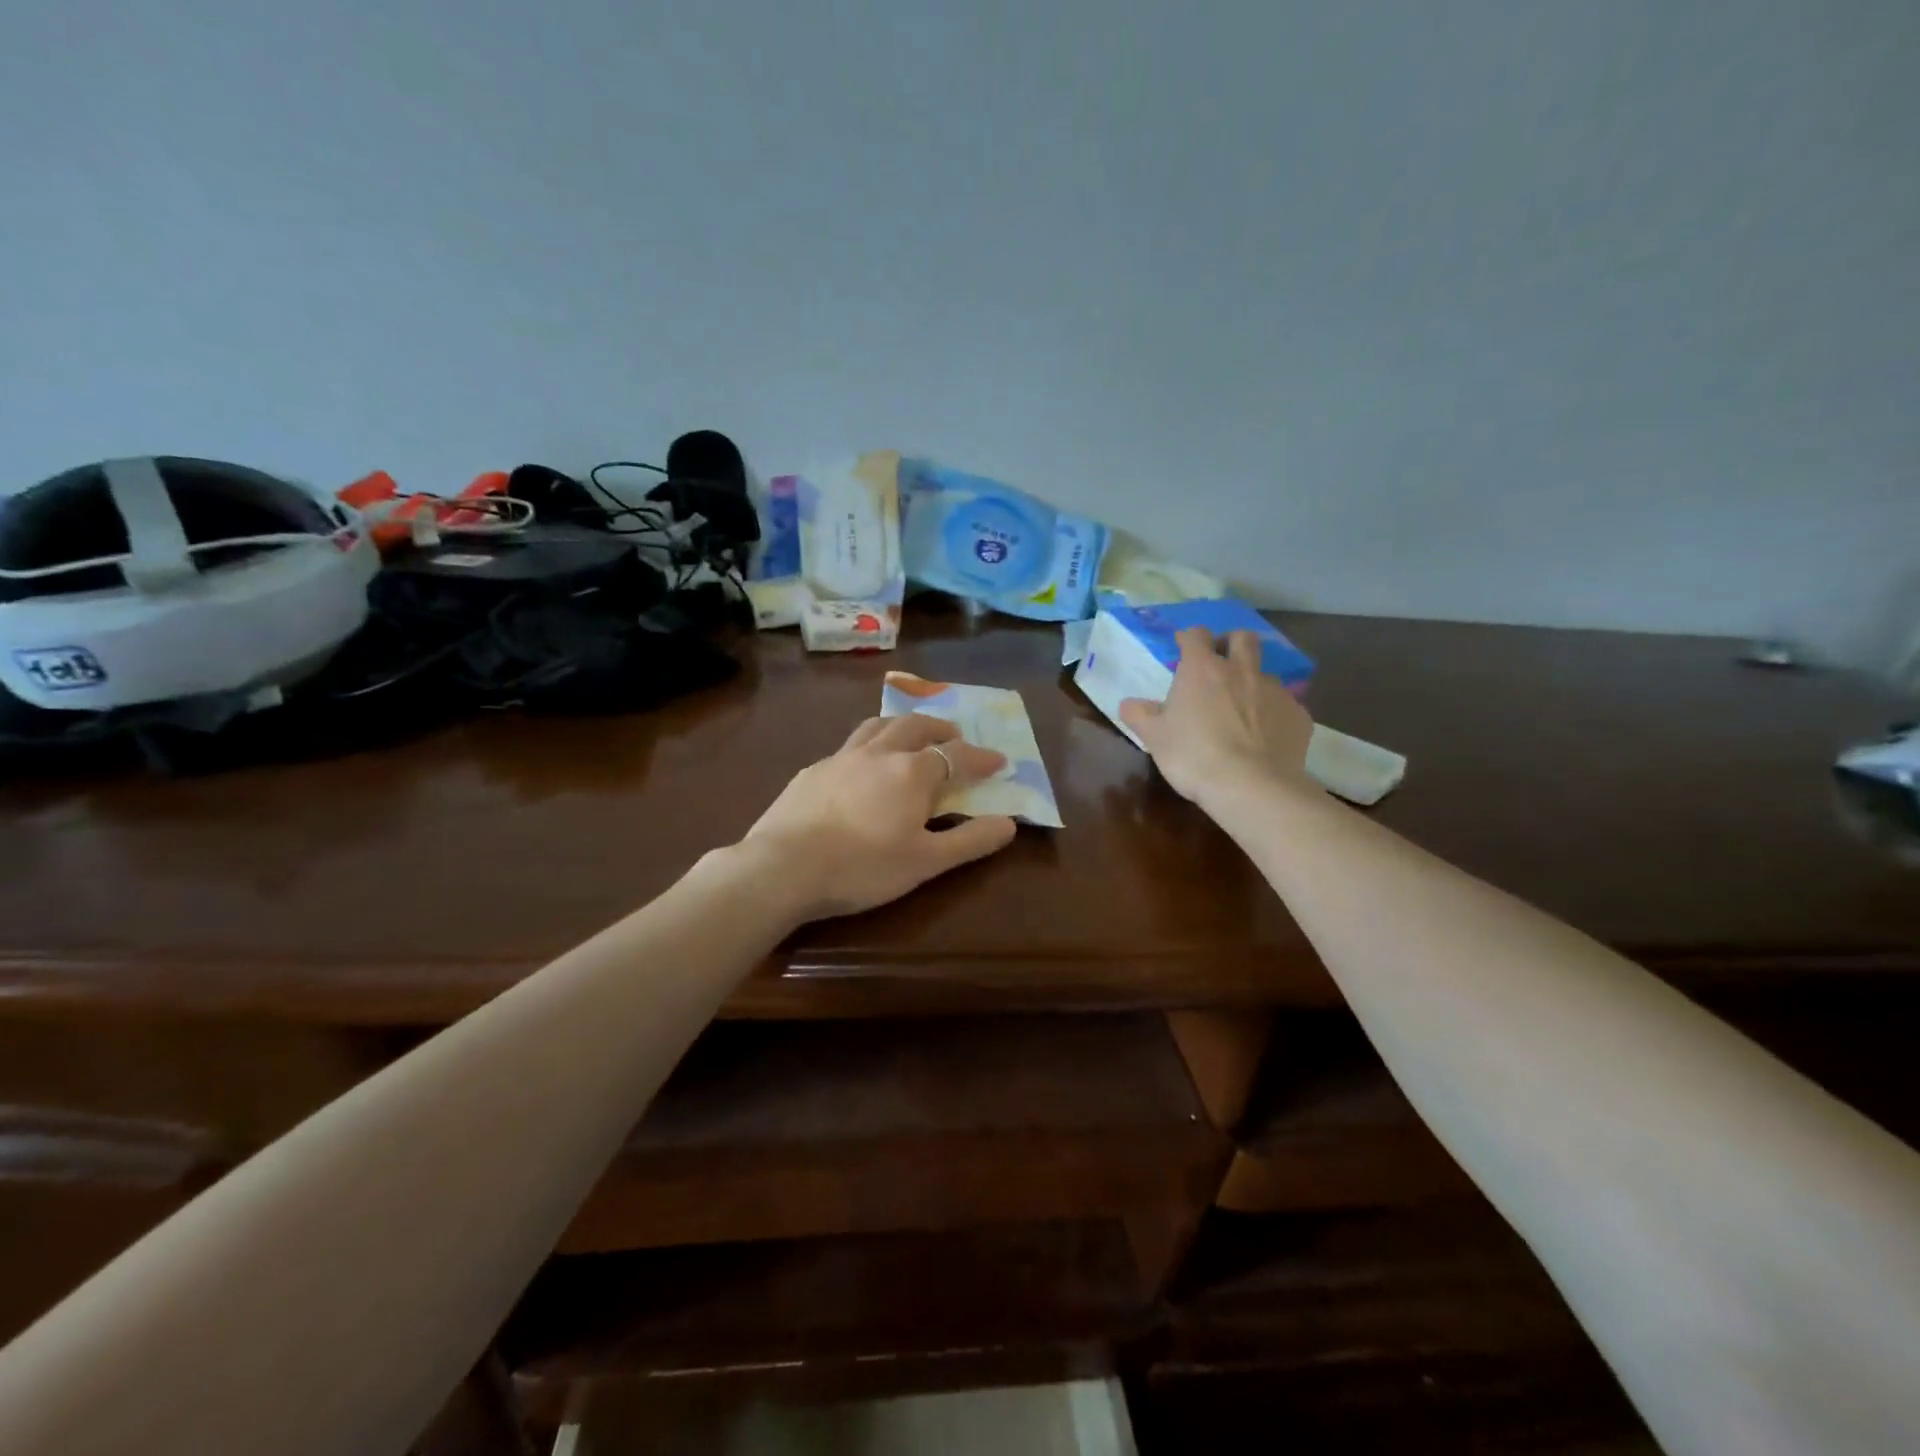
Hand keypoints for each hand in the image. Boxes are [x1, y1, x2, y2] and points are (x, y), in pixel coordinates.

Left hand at [741, 712, 1018, 920]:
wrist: (783, 867)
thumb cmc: (863, 867)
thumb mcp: (926, 862)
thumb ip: (970, 840)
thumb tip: (1009, 823)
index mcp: (912, 772)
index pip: (956, 755)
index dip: (981, 757)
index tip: (999, 760)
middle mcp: (879, 753)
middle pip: (915, 726)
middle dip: (940, 728)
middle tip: (954, 735)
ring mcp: (841, 758)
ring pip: (877, 726)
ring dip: (901, 725)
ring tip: (909, 734)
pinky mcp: (812, 771)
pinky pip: (848, 747)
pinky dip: (867, 747)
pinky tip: (860, 767)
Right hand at [1120, 627, 1313, 807]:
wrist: (1252, 787)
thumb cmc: (1194, 756)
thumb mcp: (1155, 738)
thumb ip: (1139, 715)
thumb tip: (1128, 704)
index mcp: (1202, 670)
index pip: (1195, 636)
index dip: (1188, 639)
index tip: (1182, 648)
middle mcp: (1241, 670)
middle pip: (1242, 638)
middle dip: (1231, 643)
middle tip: (1220, 664)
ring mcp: (1275, 691)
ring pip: (1265, 674)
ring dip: (1252, 683)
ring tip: (1243, 711)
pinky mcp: (1299, 715)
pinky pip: (1285, 707)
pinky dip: (1273, 716)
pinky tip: (1265, 739)